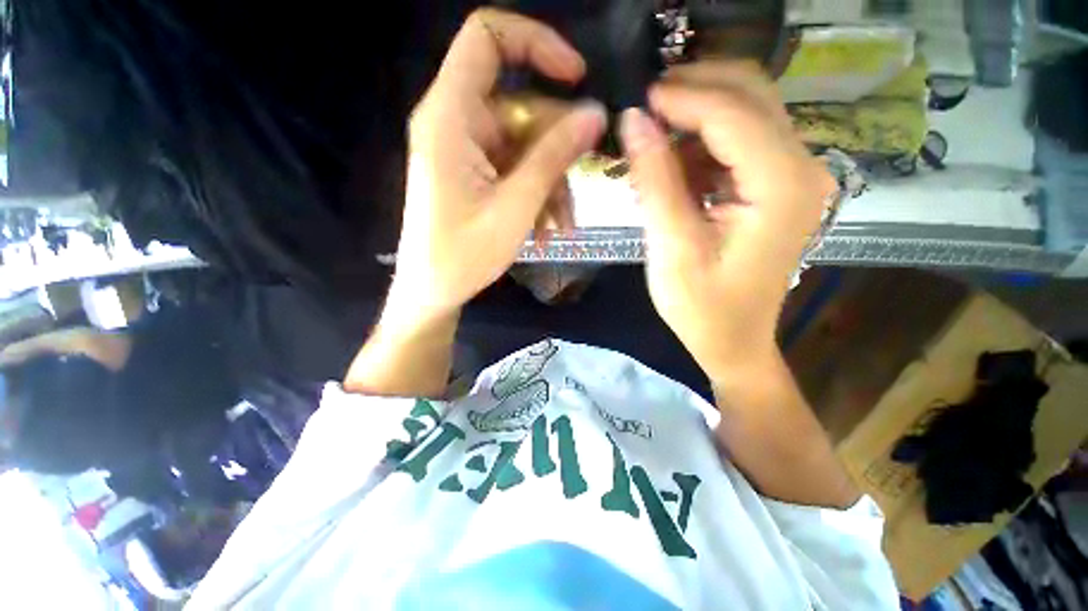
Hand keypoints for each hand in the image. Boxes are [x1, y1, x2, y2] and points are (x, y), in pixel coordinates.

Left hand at [345, 10, 604, 396]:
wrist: (433, 292)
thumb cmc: (465, 255)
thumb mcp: (516, 206)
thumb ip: (554, 156)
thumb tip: (595, 114)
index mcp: (451, 117)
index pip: (488, 39)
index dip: (536, 43)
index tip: (577, 77)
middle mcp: (456, 123)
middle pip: (522, 110)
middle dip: (557, 153)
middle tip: (578, 191)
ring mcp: (466, 151)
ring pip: (525, 147)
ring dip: (550, 185)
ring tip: (562, 228)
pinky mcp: (474, 174)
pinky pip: (515, 170)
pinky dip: (536, 195)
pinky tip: (547, 231)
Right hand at [620, 64, 836, 380]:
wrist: (734, 340)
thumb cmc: (701, 308)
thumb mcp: (671, 248)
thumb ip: (656, 181)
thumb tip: (634, 121)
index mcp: (781, 187)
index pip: (733, 114)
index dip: (683, 97)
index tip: (637, 98)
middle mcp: (801, 168)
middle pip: (751, 95)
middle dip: (694, 90)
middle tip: (643, 109)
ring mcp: (793, 174)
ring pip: (745, 111)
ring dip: (694, 118)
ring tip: (650, 145)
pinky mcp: (777, 184)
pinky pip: (739, 141)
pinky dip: (701, 143)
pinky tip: (672, 169)